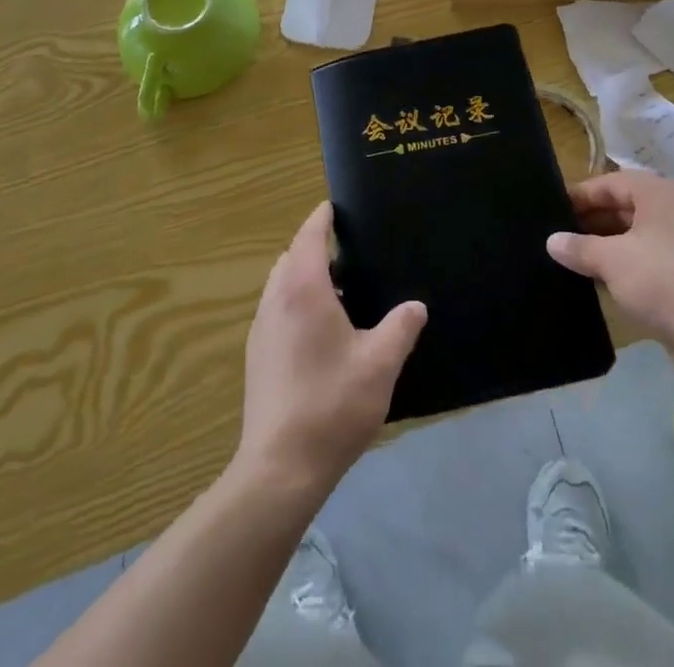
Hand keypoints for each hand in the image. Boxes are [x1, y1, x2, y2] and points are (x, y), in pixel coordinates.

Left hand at [238, 202, 426, 494]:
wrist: (279, 468)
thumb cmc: (331, 404)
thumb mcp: (379, 364)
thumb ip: (401, 328)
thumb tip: (416, 306)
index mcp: (303, 289)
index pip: (309, 235)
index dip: (322, 217)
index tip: (337, 207)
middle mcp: (275, 300)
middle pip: (292, 257)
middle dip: (316, 247)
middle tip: (351, 251)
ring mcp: (261, 328)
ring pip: (282, 285)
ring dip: (305, 277)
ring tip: (343, 291)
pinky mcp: (257, 355)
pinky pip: (278, 310)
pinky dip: (297, 303)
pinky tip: (324, 332)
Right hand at [546, 170, 673, 384]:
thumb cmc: (662, 283)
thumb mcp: (611, 261)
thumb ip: (579, 247)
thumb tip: (552, 241)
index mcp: (661, 194)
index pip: (611, 183)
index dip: (580, 195)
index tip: (552, 210)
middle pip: (624, 205)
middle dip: (591, 220)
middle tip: (558, 235)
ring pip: (635, 233)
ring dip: (605, 243)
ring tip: (572, 257)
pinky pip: (647, 255)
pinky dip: (624, 261)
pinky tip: (599, 278)